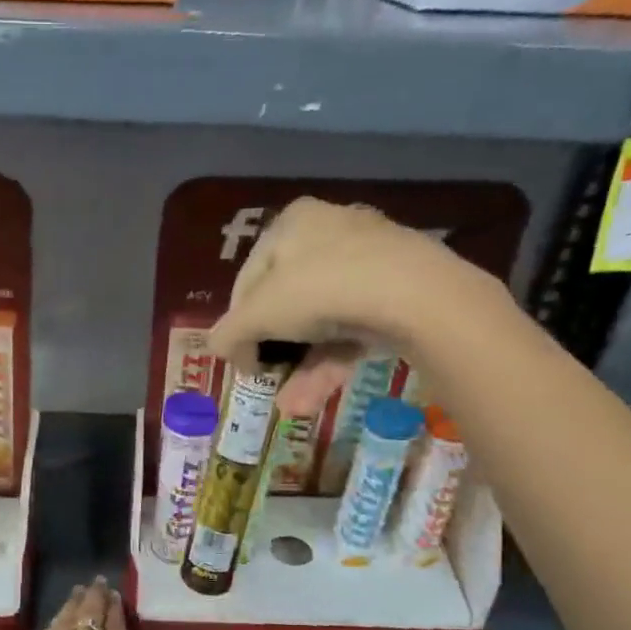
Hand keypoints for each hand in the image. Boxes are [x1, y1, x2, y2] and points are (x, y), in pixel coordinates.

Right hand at [206, 196, 496, 415]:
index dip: (237, 322)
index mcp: (291, 223)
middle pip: (288, 301)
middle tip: (265, 380)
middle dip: (274, 351)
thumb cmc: (319, 290)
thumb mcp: (257, 315)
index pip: (249, 278)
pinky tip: (314, 399)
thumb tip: (218, 349)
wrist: (413, 293)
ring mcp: (369, 261)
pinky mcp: (398, 291)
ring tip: (291, 406)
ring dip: (302, 368)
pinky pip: (354, 328)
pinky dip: (333, 362)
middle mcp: (330, 232)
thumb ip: (228, 334)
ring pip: (323, 321)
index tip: (238, 358)